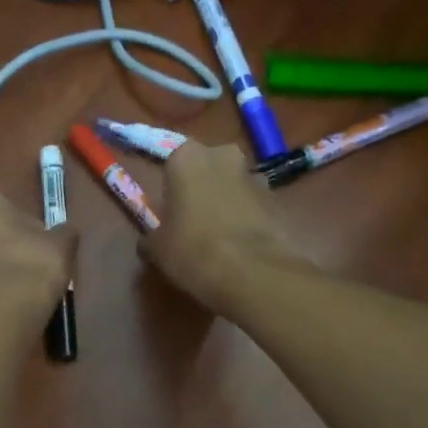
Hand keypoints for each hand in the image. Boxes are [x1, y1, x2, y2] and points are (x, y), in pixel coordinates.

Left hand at [0, 187, 74, 321]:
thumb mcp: (61, 243)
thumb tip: (64, 233)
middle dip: (2, 241)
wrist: (4, 312)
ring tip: (18, 284)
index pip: (4, 203)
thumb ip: (62, 232)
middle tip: (28, 261)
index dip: (24, 223)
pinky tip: (5, 299)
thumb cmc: (32, 263)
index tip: (39, 241)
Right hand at [143, 142, 304, 312]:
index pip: (173, 164)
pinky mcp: (277, 200)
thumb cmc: (191, 250)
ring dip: (226, 203)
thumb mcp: (156, 248)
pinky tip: (239, 247)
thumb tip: (150, 242)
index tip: (170, 214)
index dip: (171, 190)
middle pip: (207, 169)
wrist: (251, 272)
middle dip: (202, 190)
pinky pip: (253, 206)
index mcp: (187, 157)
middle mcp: (223, 155)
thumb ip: (151, 237)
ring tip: (218, 239)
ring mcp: (255, 176)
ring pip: (233, 186)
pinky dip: (246, 220)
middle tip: (192, 223)